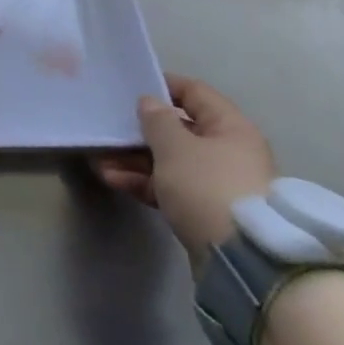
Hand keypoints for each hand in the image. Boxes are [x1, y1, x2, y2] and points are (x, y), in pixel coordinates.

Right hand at [92, 75, 276, 272]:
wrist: (243, 259)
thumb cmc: (208, 186)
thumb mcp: (175, 146)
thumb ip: (157, 120)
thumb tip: (150, 102)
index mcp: (230, 128)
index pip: (195, 93)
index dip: (163, 85)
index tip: (130, 86)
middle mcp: (227, 151)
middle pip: (178, 130)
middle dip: (140, 131)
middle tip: (108, 129)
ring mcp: (217, 183)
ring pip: (169, 161)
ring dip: (134, 159)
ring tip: (100, 160)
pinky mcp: (205, 210)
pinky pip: (170, 187)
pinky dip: (143, 182)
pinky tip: (113, 180)